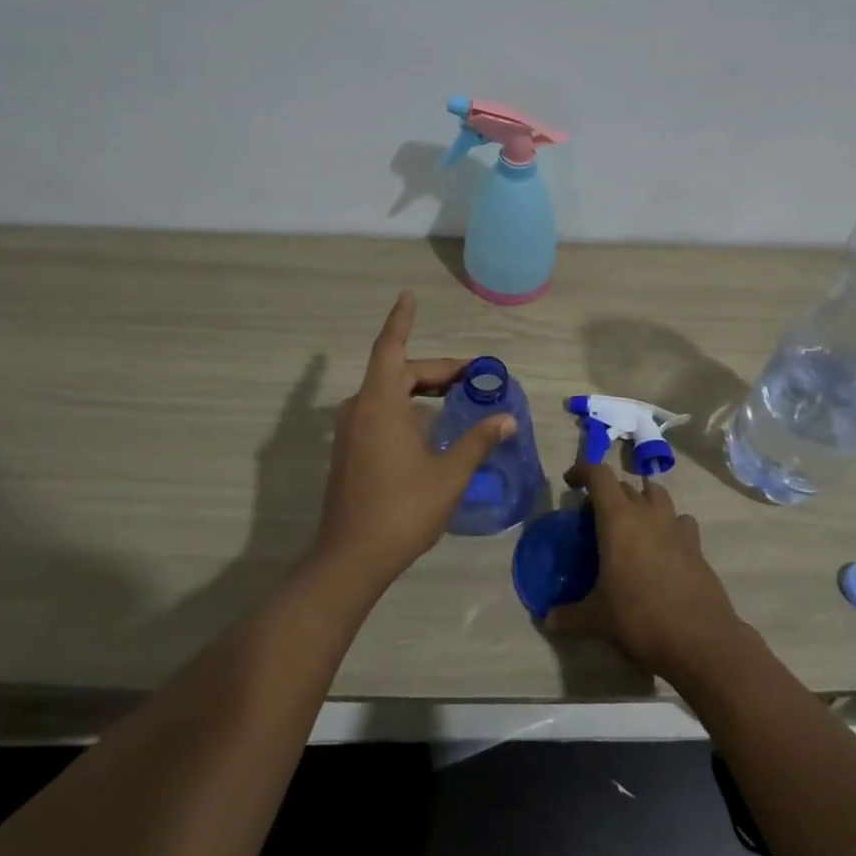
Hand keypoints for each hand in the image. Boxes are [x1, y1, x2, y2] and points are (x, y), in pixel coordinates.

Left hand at [314, 292, 515, 588]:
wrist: (351, 558)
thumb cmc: (403, 509)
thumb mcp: (450, 474)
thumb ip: (479, 441)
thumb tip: (508, 419)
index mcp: (380, 404)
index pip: (391, 347)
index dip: (401, 320)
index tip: (409, 296)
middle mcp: (360, 409)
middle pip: (396, 372)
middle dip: (434, 370)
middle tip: (472, 377)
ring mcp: (350, 432)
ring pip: (387, 394)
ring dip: (419, 389)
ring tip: (455, 397)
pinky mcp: (348, 451)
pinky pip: (379, 413)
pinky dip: (405, 408)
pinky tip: (429, 428)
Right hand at [546, 454, 749, 683]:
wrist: (700, 639)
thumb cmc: (639, 618)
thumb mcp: (596, 620)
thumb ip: (569, 616)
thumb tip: (548, 620)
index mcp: (618, 519)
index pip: (599, 474)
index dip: (582, 470)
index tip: (571, 483)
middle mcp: (647, 513)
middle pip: (625, 485)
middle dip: (608, 495)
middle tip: (595, 519)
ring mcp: (675, 526)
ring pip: (657, 495)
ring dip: (641, 501)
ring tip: (631, 525)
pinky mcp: (696, 545)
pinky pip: (680, 521)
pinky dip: (669, 524)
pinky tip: (663, 547)